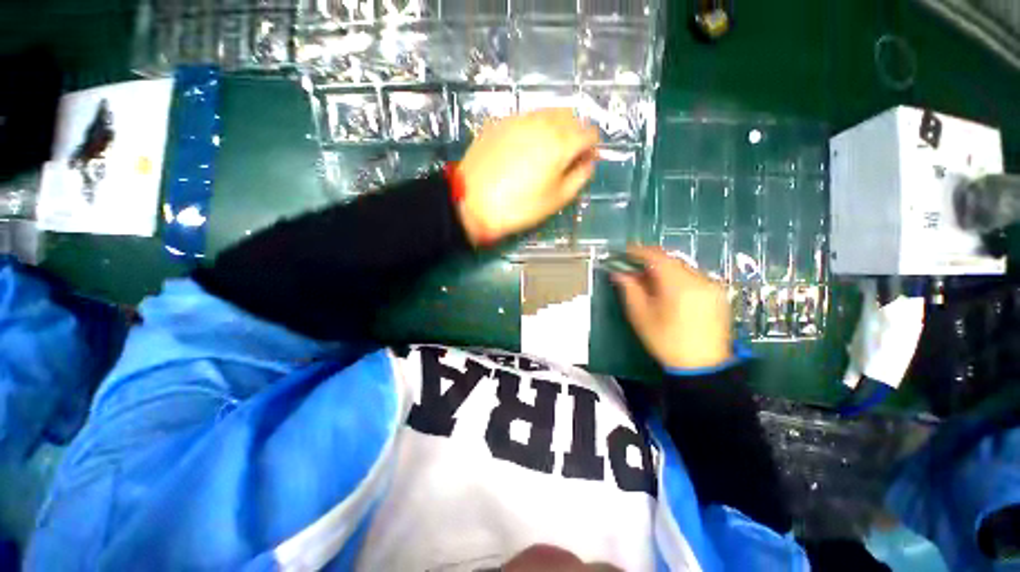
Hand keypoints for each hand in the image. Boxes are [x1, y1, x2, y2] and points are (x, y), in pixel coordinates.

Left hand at [456, 109, 599, 244]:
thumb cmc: (518, 206)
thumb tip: (588, 162)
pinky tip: (523, 148)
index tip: (583, 162)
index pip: (589, 133)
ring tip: (544, 152)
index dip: (591, 147)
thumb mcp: (556, 199)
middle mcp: (543, 122)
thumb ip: (580, 177)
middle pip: (570, 117)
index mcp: (561, 142)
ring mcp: (519, 118)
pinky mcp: (500, 122)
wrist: (472, 202)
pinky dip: (533, 128)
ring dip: (555, 128)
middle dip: (574, 134)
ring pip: (548, 113)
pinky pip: (526, 118)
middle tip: (565, 157)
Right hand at [612, 246, 732, 369]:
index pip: (657, 257)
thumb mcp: (640, 315)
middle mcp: (699, 279)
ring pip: (682, 267)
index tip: (624, 252)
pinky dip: (677, 277)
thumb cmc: (666, 341)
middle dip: (650, 261)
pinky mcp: (718, 292)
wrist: (702, 365)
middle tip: (634, 268)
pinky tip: (668, 290)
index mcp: (679, 285)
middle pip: (670, 260)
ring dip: (663, 269)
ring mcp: (712, 285)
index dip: (638, 251)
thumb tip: (619, 272)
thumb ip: (629, 289)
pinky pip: (693, 276)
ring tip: (649, 280)